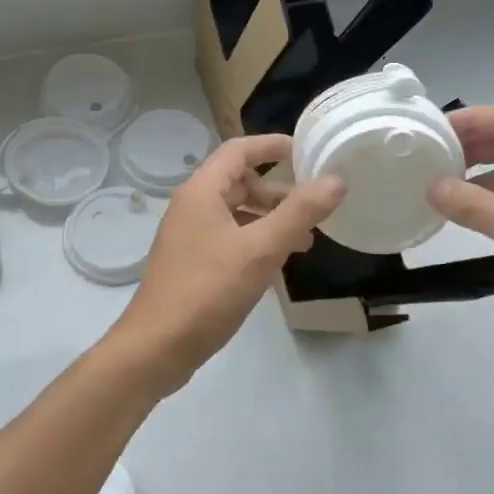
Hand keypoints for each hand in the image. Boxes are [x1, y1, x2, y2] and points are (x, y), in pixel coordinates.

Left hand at [111, 133, 344, 384]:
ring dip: (270, 219)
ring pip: (236, 213)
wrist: (157, 347)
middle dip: (278, 190)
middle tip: (313, 206)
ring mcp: (189, 236)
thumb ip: (300, 212)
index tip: (307, 151)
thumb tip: (336, 180)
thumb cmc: (208, 290)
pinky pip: (230, 238)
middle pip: (239, 182)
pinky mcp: (192, 263)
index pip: (239, 150)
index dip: (272, 145)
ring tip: (306, 239)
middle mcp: (192, 206)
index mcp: (202, 191)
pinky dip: (256, 241)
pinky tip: (277, 263)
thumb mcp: (261, 249)